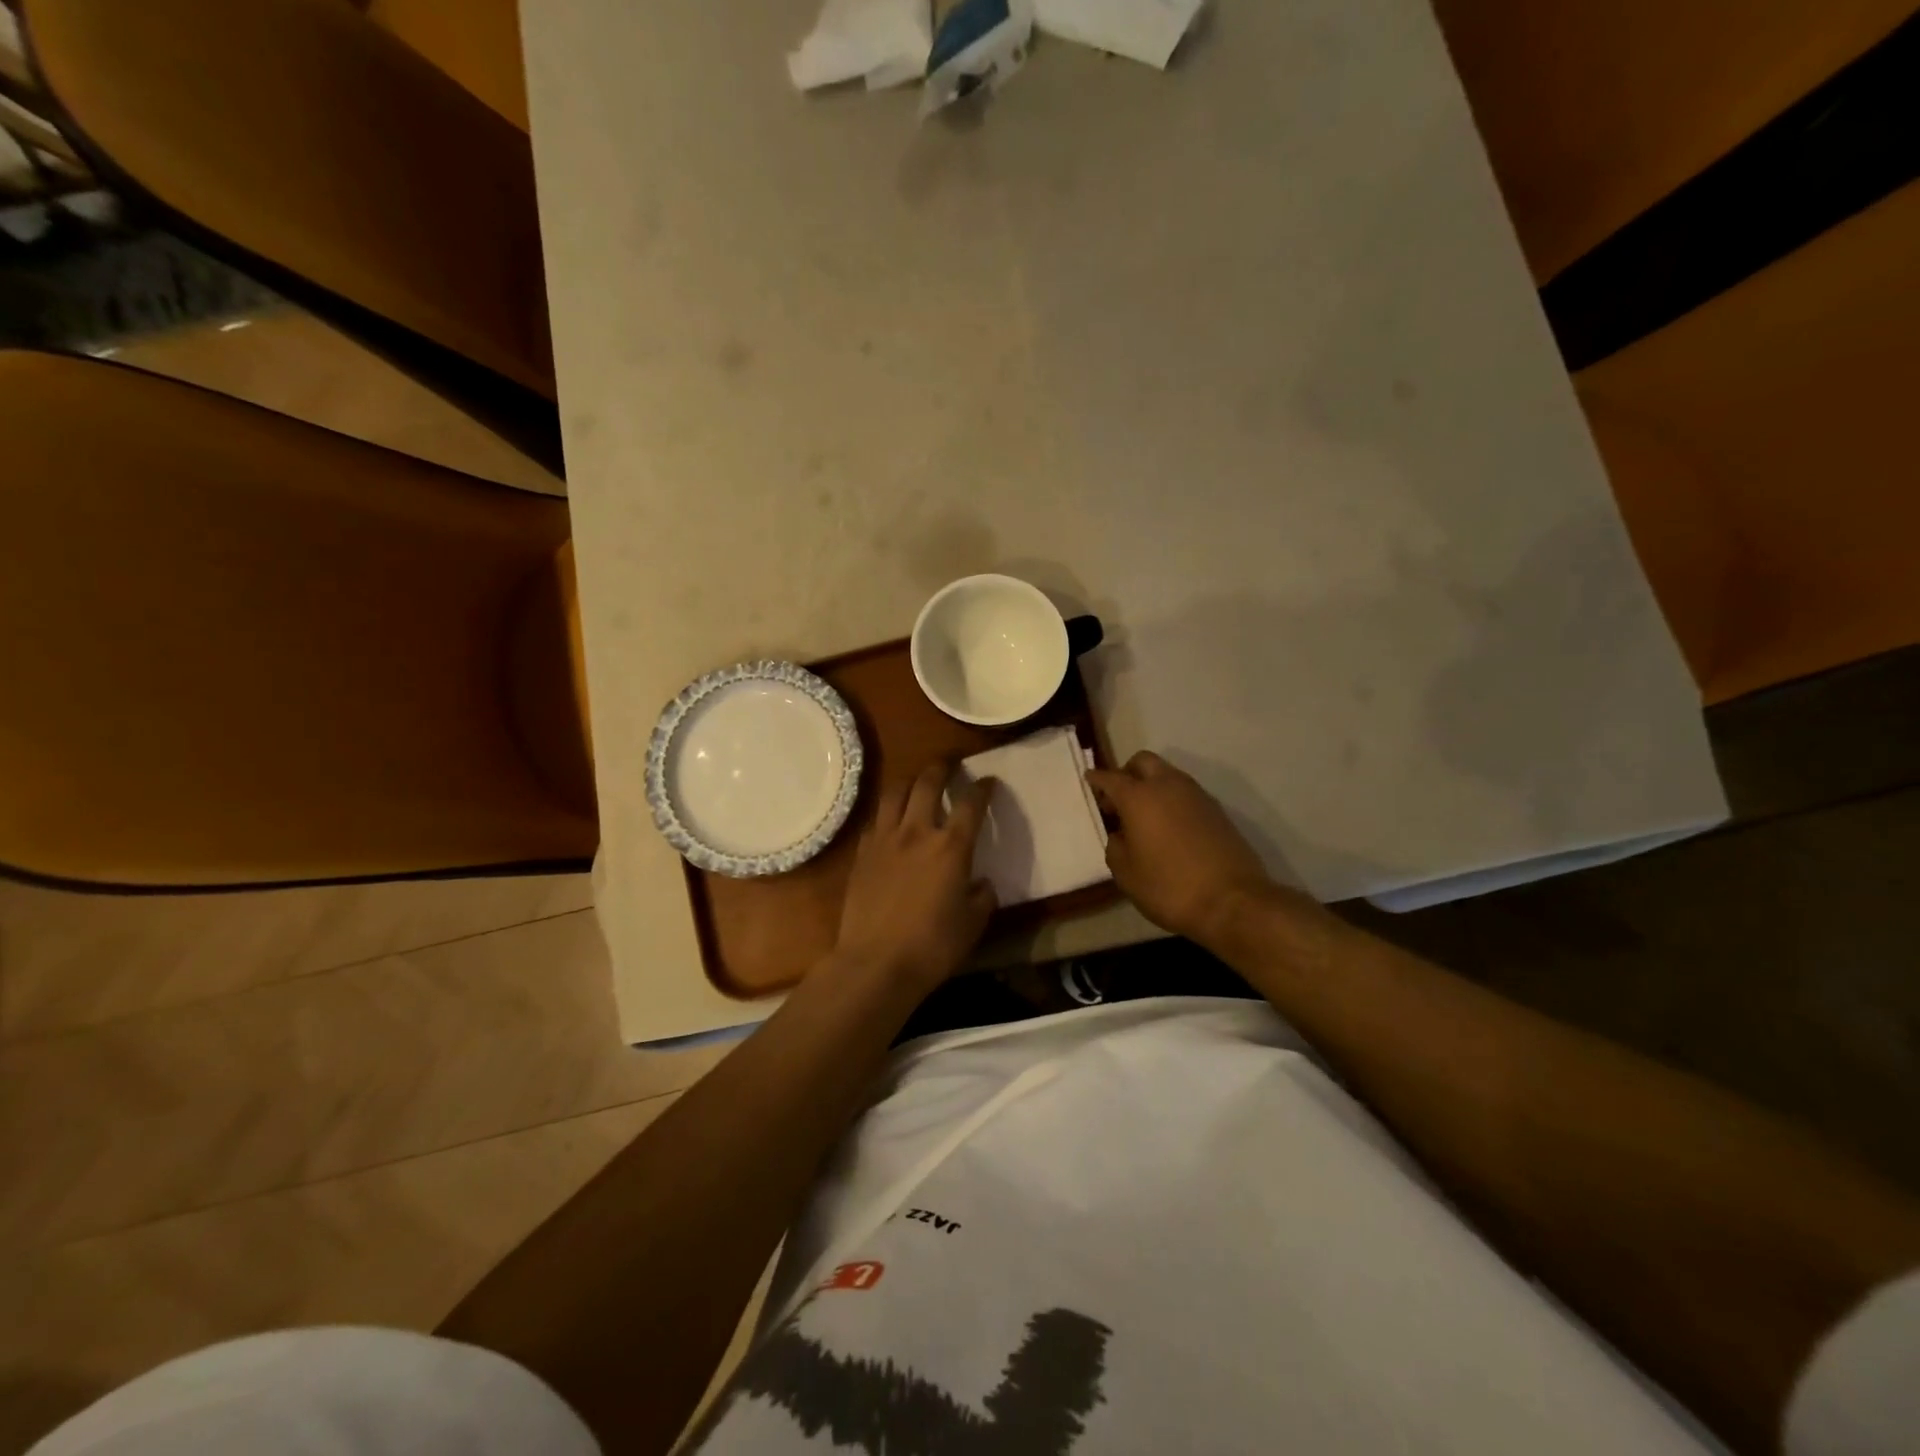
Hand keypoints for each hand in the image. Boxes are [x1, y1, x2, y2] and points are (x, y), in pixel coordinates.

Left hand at [835, 763, 996, 988]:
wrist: (876, 963)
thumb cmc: (933, 946)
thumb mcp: (973, 924)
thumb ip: (982, 897)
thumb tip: (981, 883)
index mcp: (951, 847)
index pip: (971, 804)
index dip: (982, 789)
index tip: (988, 782)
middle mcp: (917, 832)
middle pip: (927, 783)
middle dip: (941, 767)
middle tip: (949, 763)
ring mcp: (885, 840)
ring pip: (895, 793)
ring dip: (909, 780)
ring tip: (917, 781)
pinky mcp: (862, 854)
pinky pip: (875, 821)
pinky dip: (887, 813)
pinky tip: (890, 820)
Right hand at [1086, 751, 1277, 944]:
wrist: (1232, 902)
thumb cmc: (1169, 887)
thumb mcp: (1126, 874)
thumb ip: (1115, 847)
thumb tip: (1121, 835)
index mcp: (1139, 797)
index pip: (1110, 778)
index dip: (1097, 779)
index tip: (1089, 780)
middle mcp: (1168, 786)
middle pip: (1143, 762)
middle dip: (1127, 773)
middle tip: (1118, 801)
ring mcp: (1197, 796)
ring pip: (1168, 775)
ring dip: (1152, 786)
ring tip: (1144, 818)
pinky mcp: (1217, 811)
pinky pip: (1186, 794)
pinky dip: (1172, 801)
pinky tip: (1169, 828)